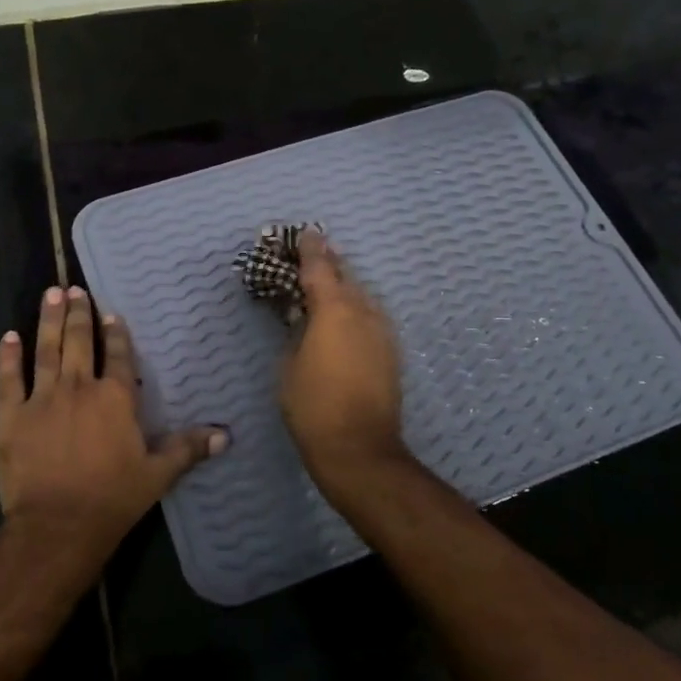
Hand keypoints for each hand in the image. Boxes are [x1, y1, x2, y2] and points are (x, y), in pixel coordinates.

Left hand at [0, 285, 225, 561]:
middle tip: (74, 289)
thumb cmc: (112, 498)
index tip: (111, 314)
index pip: (119, 356)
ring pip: (47, 349)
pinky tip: (9, 335)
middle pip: (80, 342)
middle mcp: (80, 387)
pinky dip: (8, 356)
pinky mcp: (13, 415)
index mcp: (115, 398)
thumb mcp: (157, 475)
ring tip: (51, 294)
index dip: (116, 334)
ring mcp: (43, 398)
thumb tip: (225, 435)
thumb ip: (187, 449)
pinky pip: (9, 378)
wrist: (57, 525)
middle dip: (79, 314)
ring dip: (49, 320)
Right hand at [279, 231, 406, 476]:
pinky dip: (356, 309)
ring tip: (329, 283)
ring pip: (362, 296)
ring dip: (345, 287)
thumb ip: (297, 332)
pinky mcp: (391, 352)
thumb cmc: (312, 405)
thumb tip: (304, 319)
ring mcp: (382, 331)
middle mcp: (363, 312)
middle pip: (346, 276)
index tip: (306, 233)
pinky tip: (345, 317)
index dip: (311, 249)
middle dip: (330, 264)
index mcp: (333, 309)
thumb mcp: (289, 365)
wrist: (359, 447)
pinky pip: (371, 317)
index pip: (320, 268)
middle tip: (314, 254)